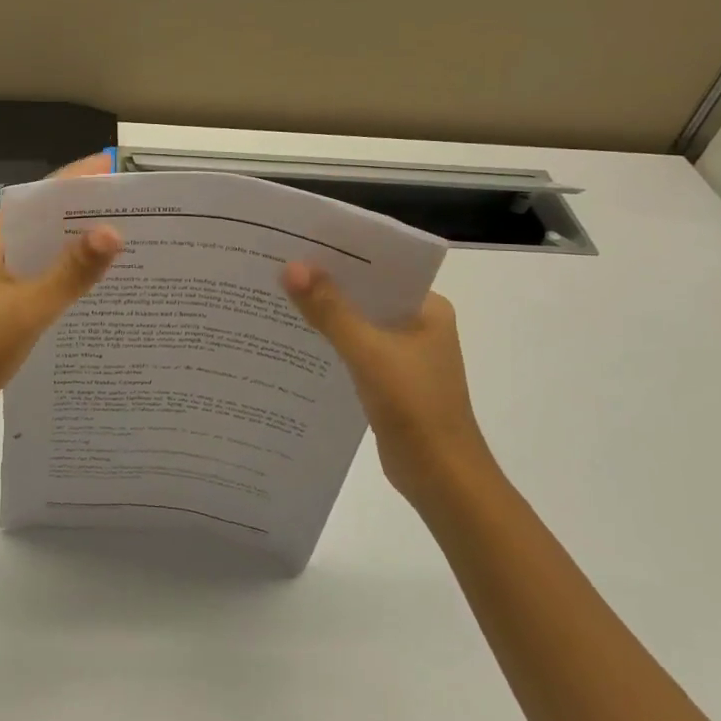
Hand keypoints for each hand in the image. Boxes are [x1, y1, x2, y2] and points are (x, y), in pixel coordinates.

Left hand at [0, 153, 122, 431]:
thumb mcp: (29, 308)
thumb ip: (71, 272)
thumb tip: (114, 232)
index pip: (39, 196)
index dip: (76, 180)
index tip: (116, 169)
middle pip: (44, 222)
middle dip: (84, 215)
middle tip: (135, 211)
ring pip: (44, 254)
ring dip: (77, 250)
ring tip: (126, 246)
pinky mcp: (1, 308)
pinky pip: (41, 282)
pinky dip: (66, 280)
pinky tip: (97, 290)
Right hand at [282, 263, 492, 504]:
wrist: (441, 478)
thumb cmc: (414, 406)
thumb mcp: (368, 352)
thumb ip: (330, 310)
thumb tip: (292, 267)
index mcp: (427, 308)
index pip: (380, 268)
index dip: (341, 255)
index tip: (299, 243)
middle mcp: (418, 325)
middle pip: (366, 295)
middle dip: (327, 284)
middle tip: (278, 266)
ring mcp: (405, 355)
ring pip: (358, 324)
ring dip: (326, 315)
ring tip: (278, 296)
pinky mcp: (390, 381)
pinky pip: (355, 351)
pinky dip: (331, 345)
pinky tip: (297, 341)